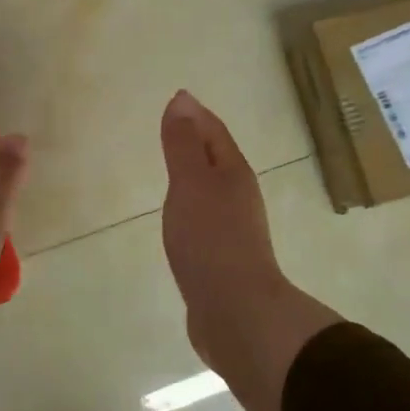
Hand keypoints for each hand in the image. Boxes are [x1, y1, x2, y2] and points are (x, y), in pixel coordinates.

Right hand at [160, 91, 339, 410]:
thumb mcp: (191, 184)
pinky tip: (179, 217)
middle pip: (216, 158)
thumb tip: (182, 100)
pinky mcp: (221, 257)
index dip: (195, 114)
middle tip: (172, 128)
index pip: (214, 133)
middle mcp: (238, 196)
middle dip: (196, 141)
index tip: (177, 99)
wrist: (235, 311)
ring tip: (173, 169)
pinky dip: (190, 206)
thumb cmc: (210, 240)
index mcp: (233, 173)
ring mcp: (232, 229)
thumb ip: (183, 144)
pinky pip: (203, 218)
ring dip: (193, 175)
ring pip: (210, 189)